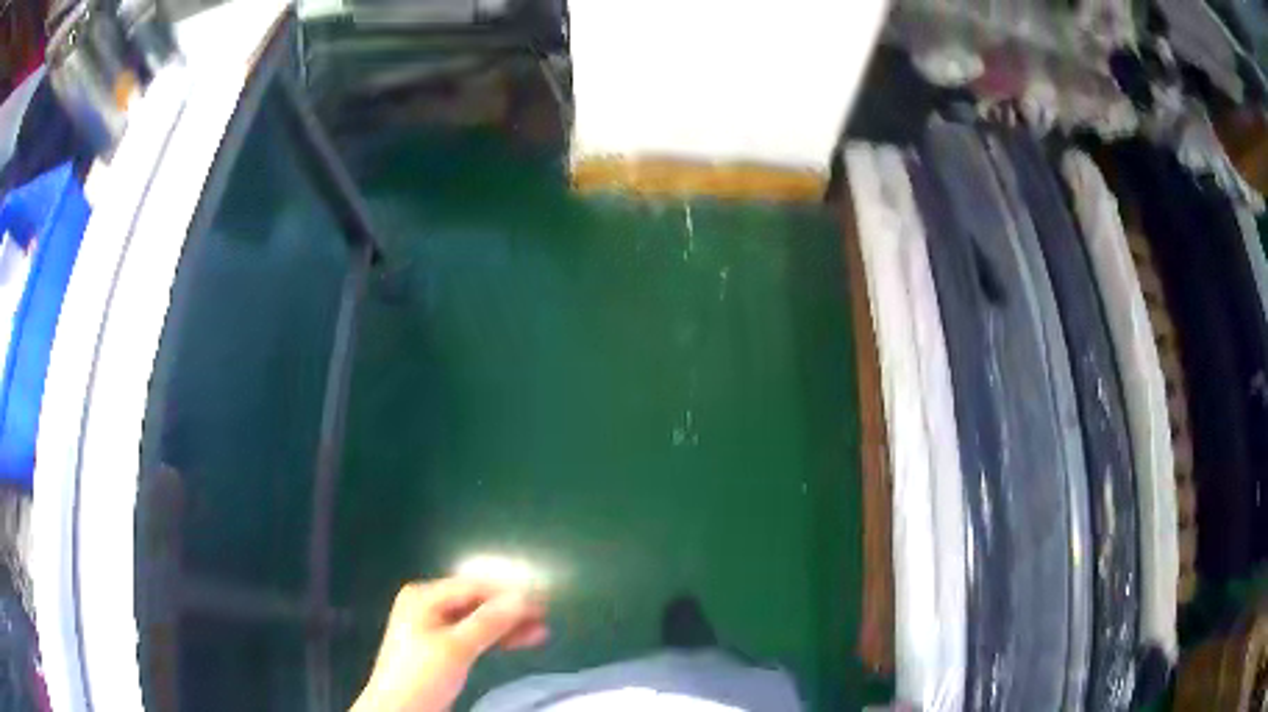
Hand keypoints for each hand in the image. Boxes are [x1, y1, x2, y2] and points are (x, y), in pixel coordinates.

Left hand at [350, 577, 548, 711]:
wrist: (399, 709)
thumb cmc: (422, 674)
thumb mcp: (456, 647)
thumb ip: (489, 622)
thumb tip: (524, 598)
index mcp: (424, 596)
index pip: (473, 587)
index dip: (508, 593)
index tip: (543, 602)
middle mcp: (428, 606)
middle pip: (476, 602)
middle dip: (510, 610)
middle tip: (545, 618)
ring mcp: (433, 627)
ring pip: (477, 619)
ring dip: (507, 625)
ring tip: (540, 632)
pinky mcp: (440, 647)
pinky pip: (473, 635)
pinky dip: (495, 638)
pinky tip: (517, 640)